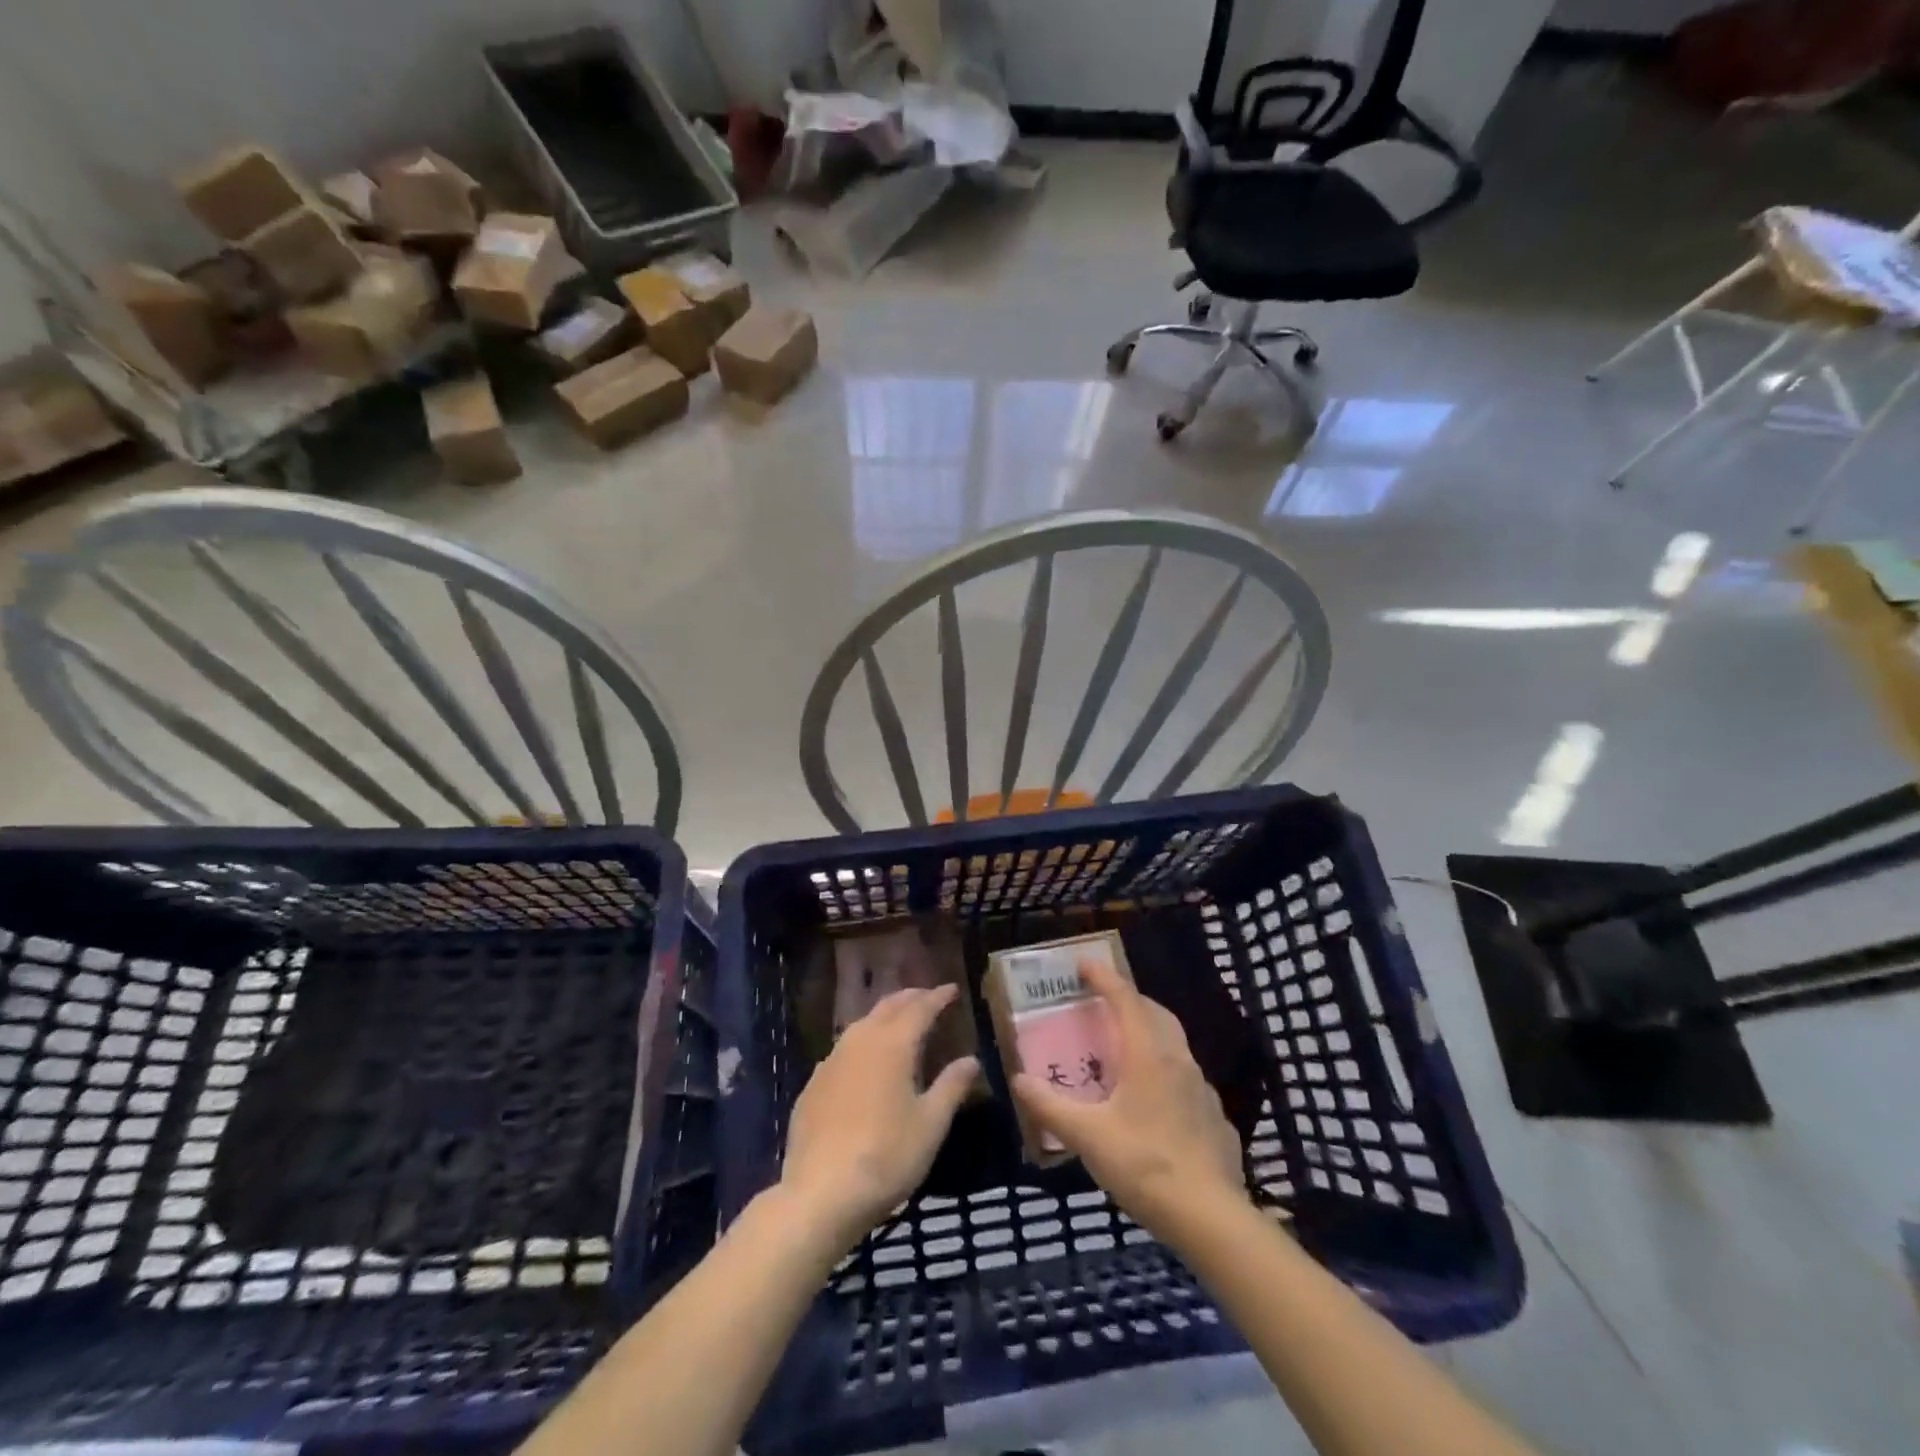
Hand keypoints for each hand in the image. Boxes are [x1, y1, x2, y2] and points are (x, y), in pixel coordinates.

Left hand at [779, 985, 979, 1255]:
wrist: (820, 1194)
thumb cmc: (886, 1156)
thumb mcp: (930, 1124)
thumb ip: (951, 1086)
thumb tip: (971, 1059)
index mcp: (892, 1044)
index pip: (919, 1008)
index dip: (937, 997)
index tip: (952, 989)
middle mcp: (860, 1041)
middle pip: (887, 1007)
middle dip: (910, 998)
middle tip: (928, 996)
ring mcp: (831, 1061)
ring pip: (862, 1024)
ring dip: (884, 1016)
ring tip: (899, 1021)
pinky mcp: (813, 1085)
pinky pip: (843, 1049)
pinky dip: (862, 1042)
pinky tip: (865, 1060)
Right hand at [1012, 958, 1246, 1239]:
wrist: (1210, 1218)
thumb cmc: (1143, 1164)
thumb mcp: (1087, 1136)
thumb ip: (1050, 1106)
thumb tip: (1019, 1079)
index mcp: (1148, 1055)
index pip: (1125, 999)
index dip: (1103, 977)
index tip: (1084, 964)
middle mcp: (1179, 1061)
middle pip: (1155, 1014)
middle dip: (1130, 1000)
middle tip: (1105, 1004)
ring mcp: (1203, 1089)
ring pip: (1175, 1045)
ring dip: (1150, 1035)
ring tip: (1125, 1052)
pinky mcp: (1215, 1118)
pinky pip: (1187, 1080)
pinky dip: (1166, 1073)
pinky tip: (1154, 1102)